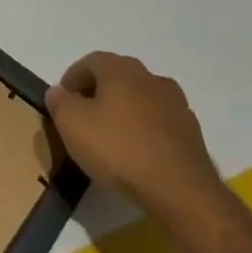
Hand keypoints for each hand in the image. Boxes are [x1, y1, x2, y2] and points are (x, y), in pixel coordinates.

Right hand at [45, 52, 224, 224]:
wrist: (179, 190)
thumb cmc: (118, 148)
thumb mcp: (71, 123)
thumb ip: (59, 102)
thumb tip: (58, 92)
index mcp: (121, 69)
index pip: (90, 62)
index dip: (72, 79)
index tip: (62, 101)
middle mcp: (151, 78)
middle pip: (118, 78)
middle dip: (98, 93)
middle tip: (84, 117)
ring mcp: (177, 105)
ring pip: (141, 100)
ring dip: (125, 111)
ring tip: (111, 137)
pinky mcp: (193, 134)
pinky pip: (160, 124)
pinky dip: (146, 131)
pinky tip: (137, 154)